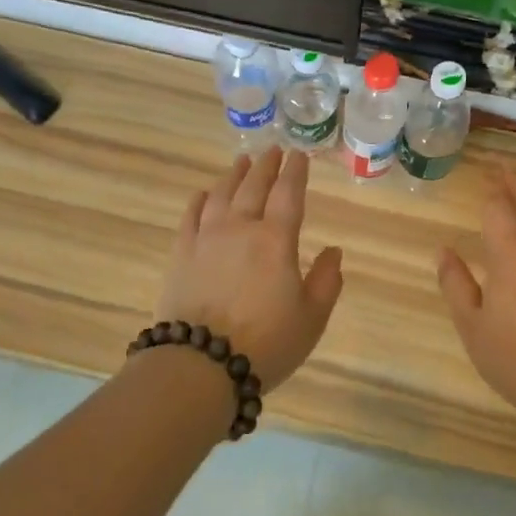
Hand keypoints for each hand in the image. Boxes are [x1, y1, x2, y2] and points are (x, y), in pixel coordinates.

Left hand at [156, 148, 345, 392]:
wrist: (200, 364)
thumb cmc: (266, 343)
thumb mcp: (312, 318)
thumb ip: (327, 281)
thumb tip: (333, 251)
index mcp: (276, 240)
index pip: (288, 194)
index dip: (295, 172)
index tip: (299, 155)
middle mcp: (240, 228)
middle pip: (254, 186)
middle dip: (266, 166)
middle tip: (272, 151)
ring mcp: (206, 238)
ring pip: (221, 195)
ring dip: (234, 176)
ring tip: (241, 163)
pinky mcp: (181, 254)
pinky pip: (190, 217)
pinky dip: (199, 200)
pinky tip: (203, 194)